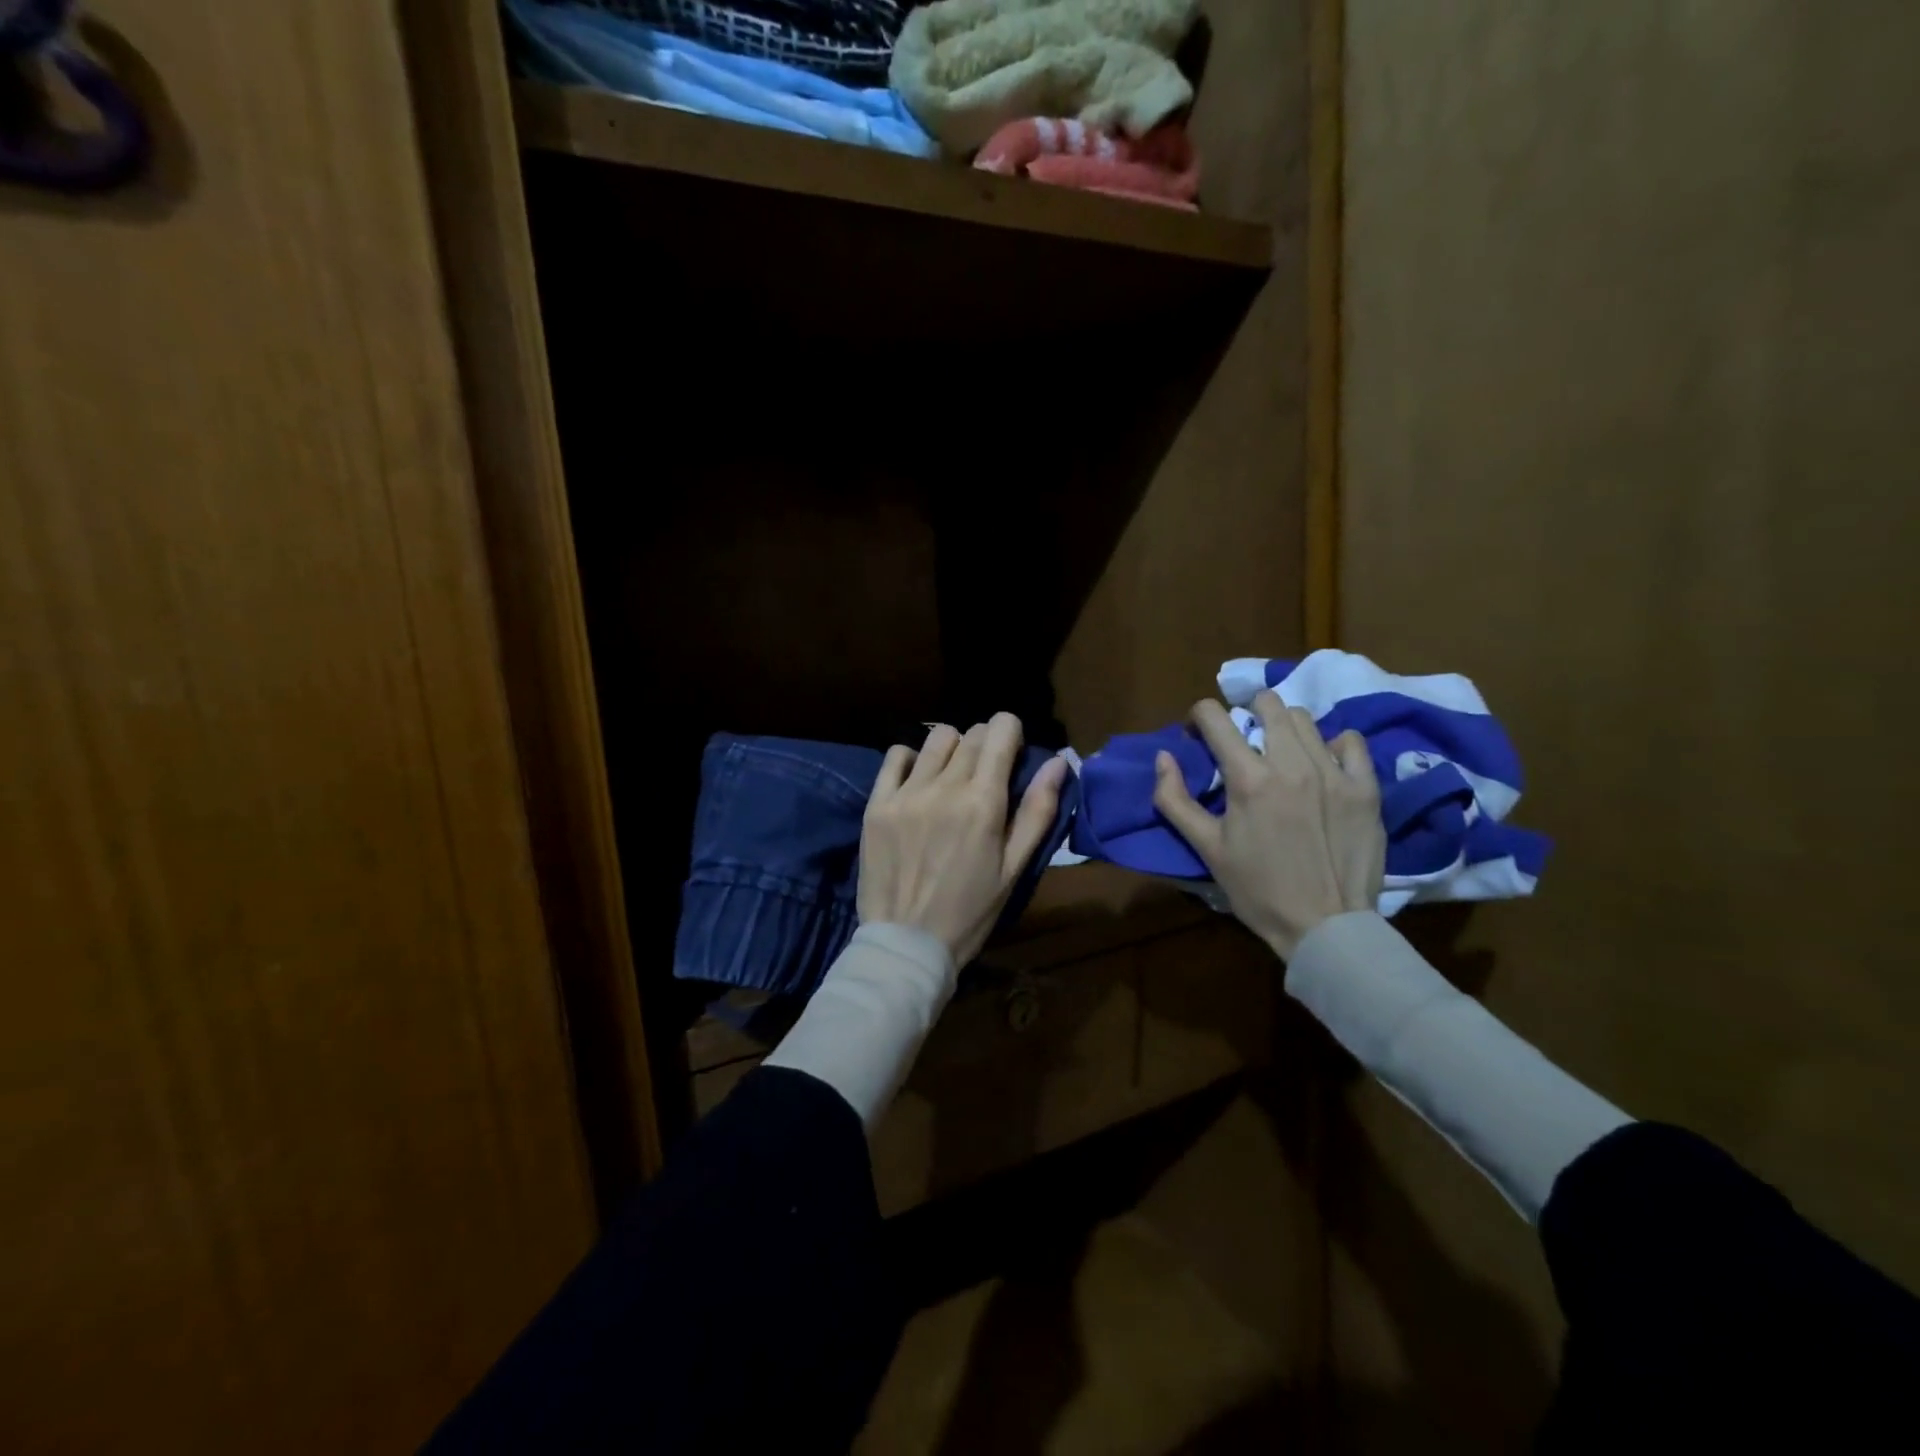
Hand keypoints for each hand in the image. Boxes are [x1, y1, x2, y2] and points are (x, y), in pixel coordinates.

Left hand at [859, 713, 1069, 965]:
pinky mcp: (876, 804)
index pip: (1000, 730)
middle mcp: (944, 787)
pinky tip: (918, 784)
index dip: (1011, 732)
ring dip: (952, 750)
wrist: (906, 944)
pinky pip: (896, 755)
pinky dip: (912, 760)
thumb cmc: (970, 912)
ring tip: (951, 779)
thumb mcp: (1014, 869)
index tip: (1011, 751)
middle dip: (986, 744)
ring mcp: (906, 794)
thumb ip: (1037, 812)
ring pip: (936, 739)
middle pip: (971, 733)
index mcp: (984, 802)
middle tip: (985, 776)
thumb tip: (1059, 761)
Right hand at [1152, 691, 1384, 958]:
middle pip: (1267, 704)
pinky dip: (1331, 744)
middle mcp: (1292, 764)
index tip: (1197, 733)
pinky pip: (1350, 742)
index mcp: (1248, 779)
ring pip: (1305, 719)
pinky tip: (1322, 763)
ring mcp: (1334, 773)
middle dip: (1246, 710)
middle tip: (1241, 737)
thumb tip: (1163, 756)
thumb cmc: (1257, 890)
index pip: (1215, 717)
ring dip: (1283, 726)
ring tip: (1280, 751)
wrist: (1325, 926)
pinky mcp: (1366, 788)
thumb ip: (1175, 800)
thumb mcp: (1206, 848)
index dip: (1198, 716)